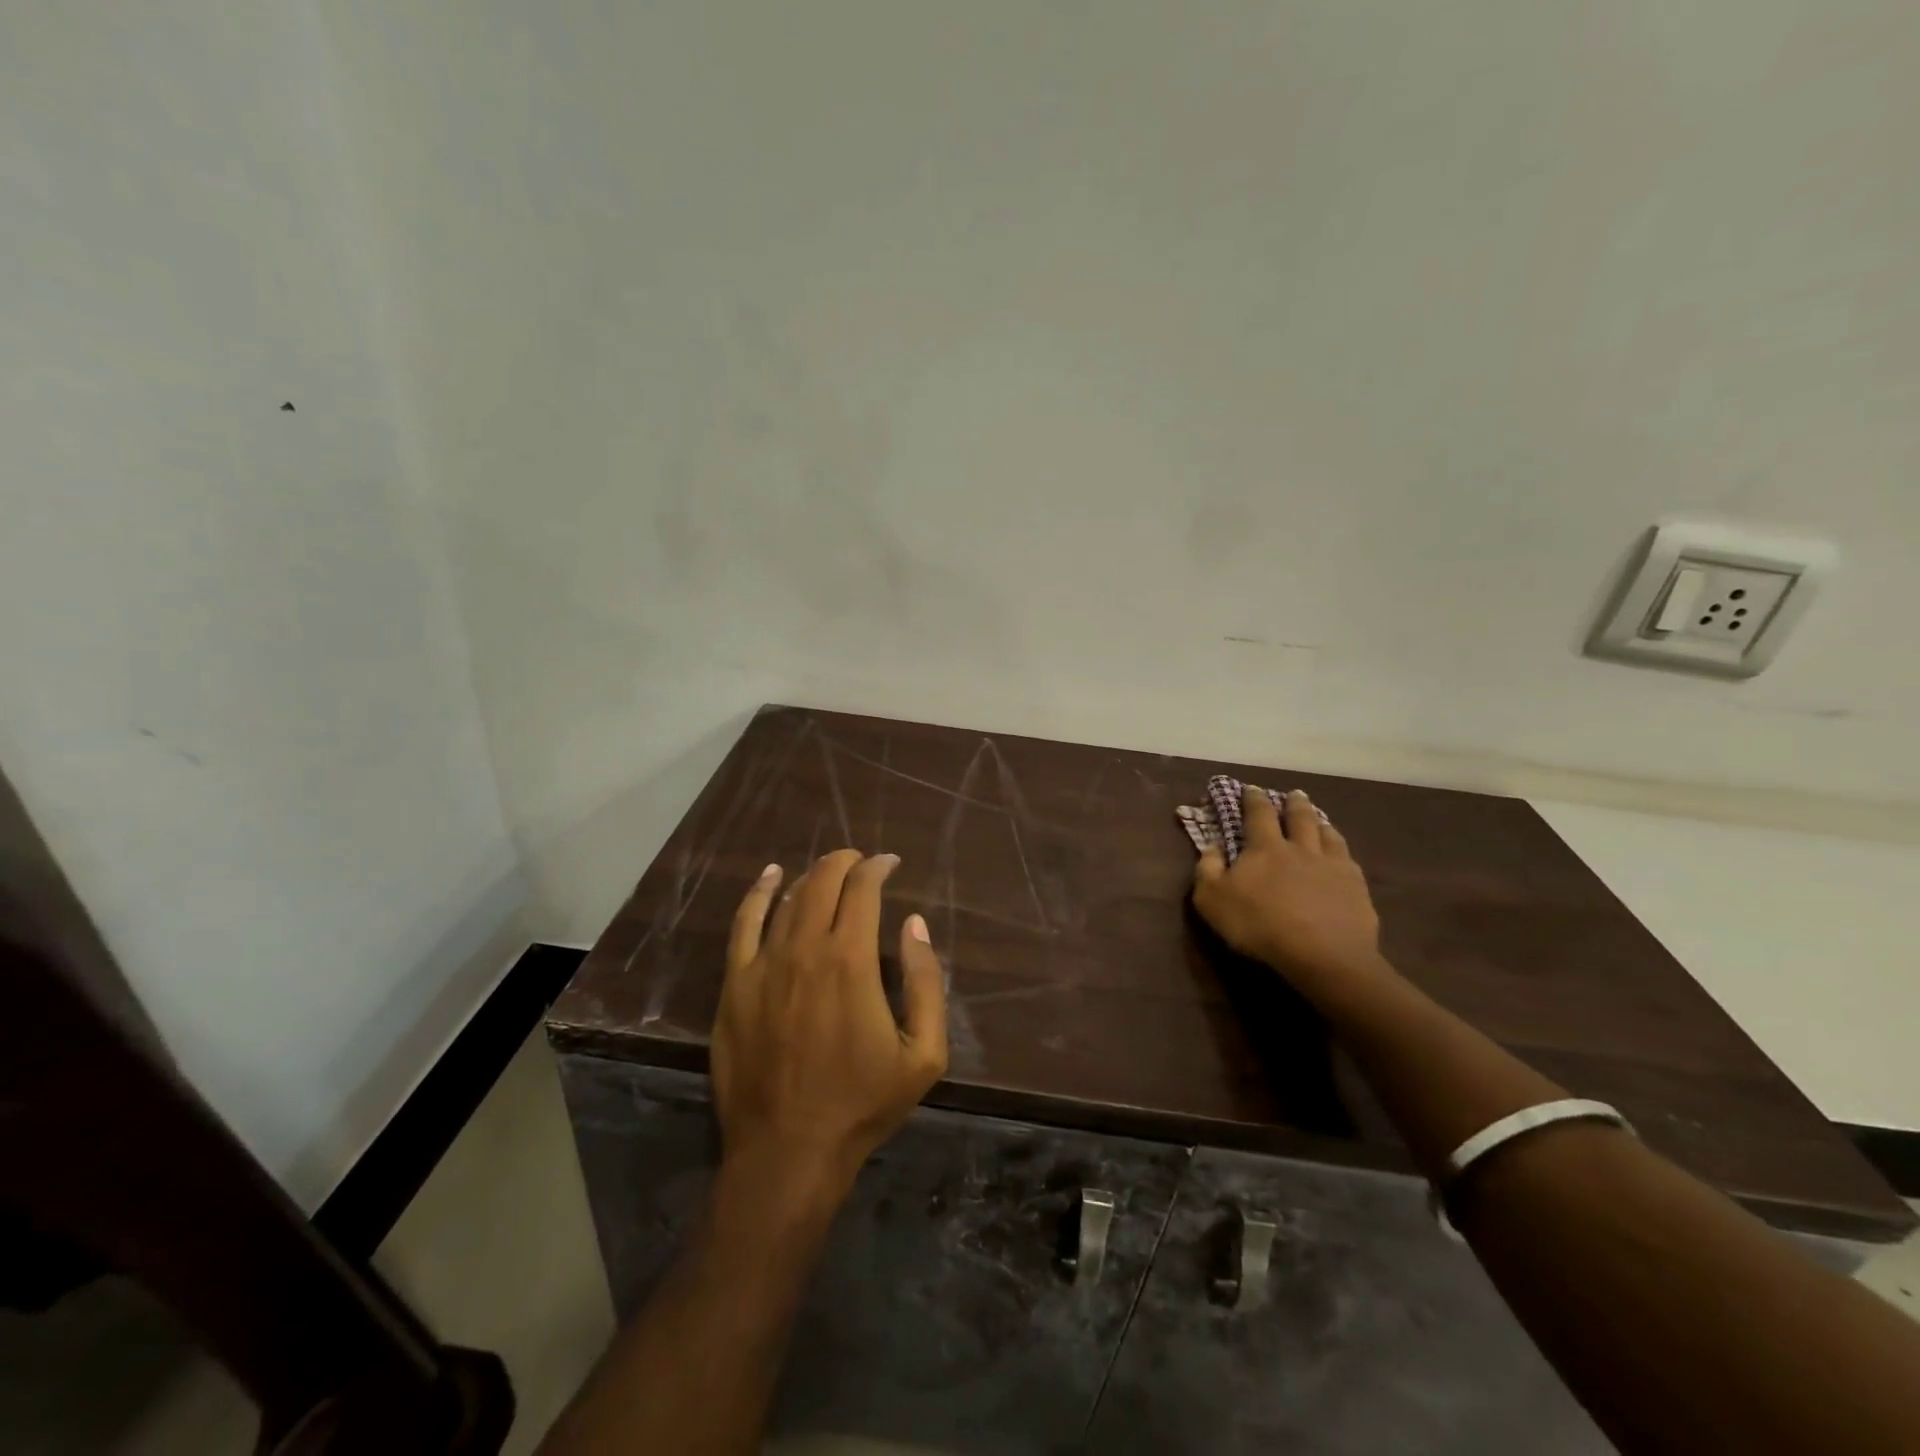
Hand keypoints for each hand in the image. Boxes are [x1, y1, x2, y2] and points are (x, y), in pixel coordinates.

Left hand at [713, 850, 948, 1197]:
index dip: (878, 868)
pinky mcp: (735, 985)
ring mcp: (763, 965)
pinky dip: (758, 894)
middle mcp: (804, 949)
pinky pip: (744, 924)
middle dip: (845, 862)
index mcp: (850, 960)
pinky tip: (770, 877)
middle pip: (822, 882)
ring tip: (828, 872)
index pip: (863, 890)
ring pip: (788, 899)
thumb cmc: (862, 1103)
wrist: (788, 1150)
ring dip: (811, 877)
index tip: (890, 864)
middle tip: (861, 862)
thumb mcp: (923, 1052)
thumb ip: (926, 981)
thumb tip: (914, 924)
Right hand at [1192, 787, 1383, 989]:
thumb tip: (1211, 847)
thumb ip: (1207, 870)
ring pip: (1328, 834)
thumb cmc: (1258, 925)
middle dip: (1294, 803)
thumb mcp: (1212, 900)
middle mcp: (1300, 848)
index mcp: (1265, 848)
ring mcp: (1332, 866)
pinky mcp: (1356, 887)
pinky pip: (1348, 859)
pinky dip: (1341, 850)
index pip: (1258, 814)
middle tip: (1294, 794)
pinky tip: (1342, 855)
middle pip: (1299, 817)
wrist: (1322, 954)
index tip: (1252, 788)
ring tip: (1320, 819)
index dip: (1253, 799)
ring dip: (1321, 823)